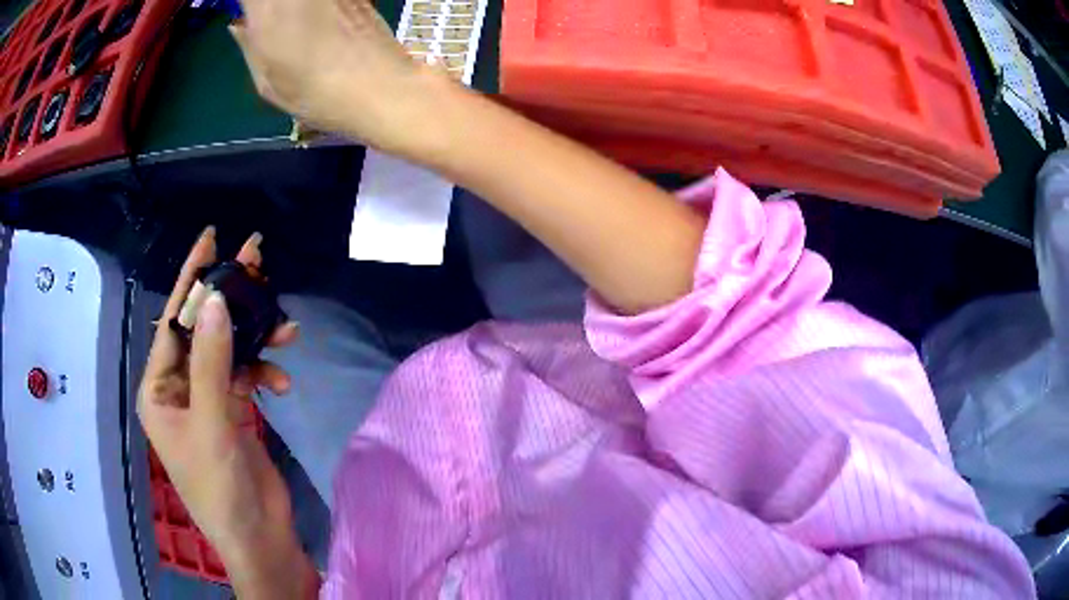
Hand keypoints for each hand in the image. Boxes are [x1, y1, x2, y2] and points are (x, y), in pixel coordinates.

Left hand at [137, 229, 316, 596]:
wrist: (260, 539)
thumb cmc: (221, 490)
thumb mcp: (211, 424)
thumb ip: (211, 361)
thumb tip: (216, 299)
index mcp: (159, 390)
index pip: (172, 322)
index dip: (191, 279)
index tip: (211, 238)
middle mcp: (179, 388)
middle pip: (203, 330)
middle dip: (230, 298)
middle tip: (257, 258)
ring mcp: (208, 400)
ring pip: (229, 350)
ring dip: (257, 339)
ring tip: (287, 329)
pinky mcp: (233, 411)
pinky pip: (247, 376)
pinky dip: (265, 372)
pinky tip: (283, 379)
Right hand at [228, 0, 455, 159]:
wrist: (381, 88)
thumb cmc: (315, 94)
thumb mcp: (266, 81)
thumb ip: (248, 44)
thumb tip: (239, 24)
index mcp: (268, 8)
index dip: (247, 3)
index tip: (247, 14)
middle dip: (268, 6)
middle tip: (266, 19)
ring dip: (295, 8)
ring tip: (296, 26)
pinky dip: (319, 7)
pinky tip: (322, 22)